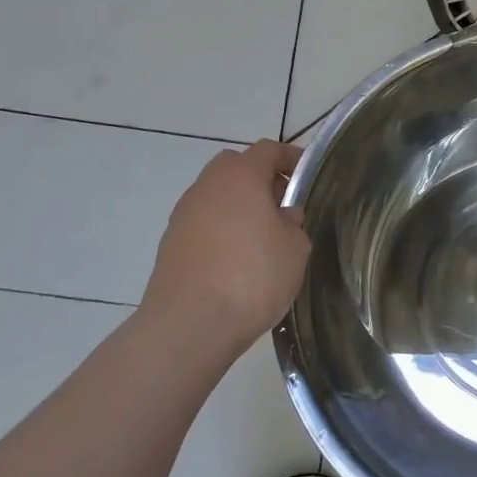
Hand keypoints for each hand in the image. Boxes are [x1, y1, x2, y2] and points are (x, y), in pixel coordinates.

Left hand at [138, 140, 310, 357]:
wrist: (188, 327)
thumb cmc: (252, 277)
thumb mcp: (295, 248)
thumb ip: (293, 223)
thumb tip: (282, 217)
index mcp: (240, 176)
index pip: (267, 149)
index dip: (290, 158)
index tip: (306, 174)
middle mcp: (207, 187)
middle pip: (234, 166)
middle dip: (259, 178)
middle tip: (281, 204)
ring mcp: (183, 216)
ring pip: (216, 196)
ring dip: (237, 206)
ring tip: (260, 237)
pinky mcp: (169, 245)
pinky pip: (202, 224)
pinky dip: (220, 231)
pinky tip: (236, 261)